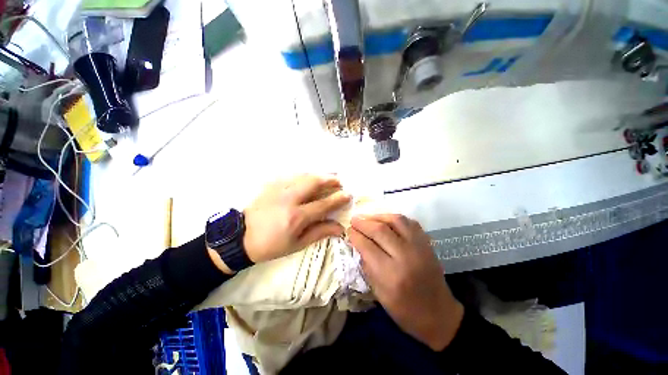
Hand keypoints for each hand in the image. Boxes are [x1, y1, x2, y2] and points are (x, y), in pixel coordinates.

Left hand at [243, 174, 350, 262]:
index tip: (348, 194)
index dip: (338, 199)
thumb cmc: (271, 245)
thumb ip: (319, 232)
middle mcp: (289, 199)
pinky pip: (292, 175)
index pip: (323, 204)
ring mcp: (279, 189)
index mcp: (297, 217)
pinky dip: (305, 175)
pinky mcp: (271, 185)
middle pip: (314, 182)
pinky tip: (309, 178)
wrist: (241, 237)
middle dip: (330, 179)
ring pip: (304, 175)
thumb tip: (339, 228)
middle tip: (339, 181)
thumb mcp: (297, 244)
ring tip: (328, 177)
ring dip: (319, 175)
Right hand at [349, 214, 463, 350]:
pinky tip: (387, 220)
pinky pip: (410, 222)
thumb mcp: (379, 293)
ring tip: (368, 217)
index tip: (349, 230)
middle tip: (354, 220)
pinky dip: (395, 218)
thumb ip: (367, 266)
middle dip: (363, 223)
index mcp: (391, 275)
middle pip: (380, 230)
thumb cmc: (405, 310)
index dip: (355, 236)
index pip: (367, 246)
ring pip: (396, 220)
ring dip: (378, 216)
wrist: (439, 315)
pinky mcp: (427, 243)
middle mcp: (406, 257)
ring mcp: (419, 247)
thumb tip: (358, 244)